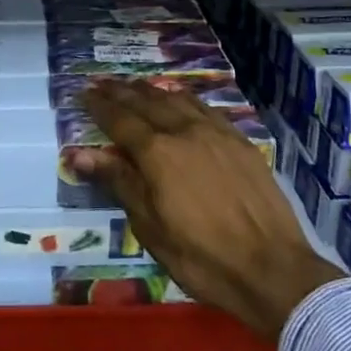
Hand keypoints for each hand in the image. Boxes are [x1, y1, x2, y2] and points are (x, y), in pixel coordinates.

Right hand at [81, 78, 341, 339]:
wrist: (271, 268)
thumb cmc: (200, 256)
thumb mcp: (150, 227)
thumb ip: (118, 182)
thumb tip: (79, 153)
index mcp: (157, 153)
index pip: (120, 120)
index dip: (100, 106)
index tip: (84, 94)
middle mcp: (184, 131)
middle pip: (146, 103)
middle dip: (121, 92)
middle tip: (102, 82)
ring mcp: (216, 133)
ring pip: (177, 100)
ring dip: (152, 91)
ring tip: (135, 85)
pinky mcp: (240, 142)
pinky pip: (205, 108)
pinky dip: (185, 98)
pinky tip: (180, 98)